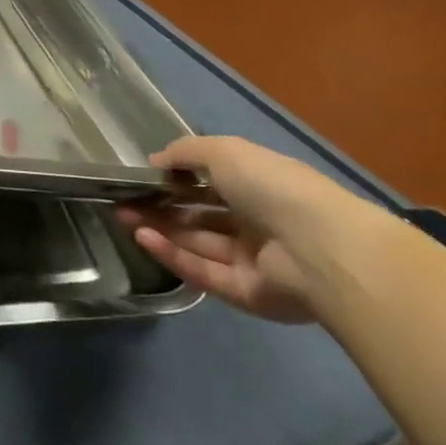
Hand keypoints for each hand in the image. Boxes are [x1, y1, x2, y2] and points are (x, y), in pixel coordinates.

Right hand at [118, 135, 379, 324]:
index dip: (176, 178)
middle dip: (160, 206)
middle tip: (123, 199)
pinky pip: (204, 272)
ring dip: (160, 228)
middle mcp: (258, 222)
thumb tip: (155, 161)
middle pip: (200, 215)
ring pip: (197, 243)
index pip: (211, 182)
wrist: (322, 249)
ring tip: (123, 215)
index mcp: (260, 186)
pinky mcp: (247, 293)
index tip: (143, 176)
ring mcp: (254, 260)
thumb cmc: (274, 187)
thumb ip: (184, 152)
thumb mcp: (224, 152)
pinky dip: (172, 254)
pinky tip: (142, 236)